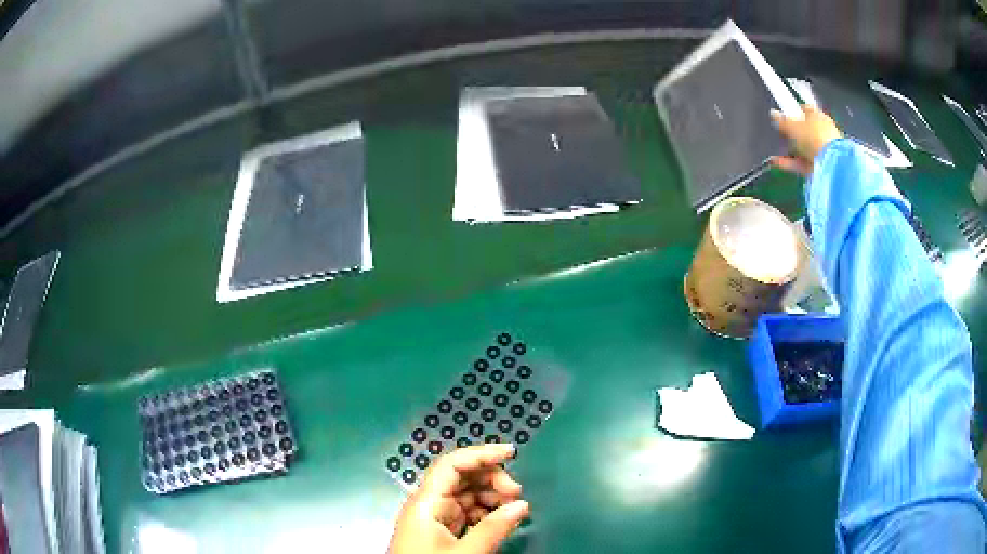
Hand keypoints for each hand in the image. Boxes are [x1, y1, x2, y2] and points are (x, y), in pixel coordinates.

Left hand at [388, 444, 529, 553]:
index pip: (452, 464)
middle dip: (491, 478)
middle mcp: (429, 504)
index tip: (512, 453)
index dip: (481, 453)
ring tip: (513, 509)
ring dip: (491, 497)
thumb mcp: (465, 553)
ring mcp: (434, 518)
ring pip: (466, 496)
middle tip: (517, 494)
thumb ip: (494, 528)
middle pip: (461, 477)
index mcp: (426, 502)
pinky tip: (500, 521)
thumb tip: (522, 505)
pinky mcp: (440, 532)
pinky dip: (485, 513)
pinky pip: (466, 513)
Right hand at [770, 105, 842, 175]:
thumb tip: (773, 113)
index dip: (793, 112)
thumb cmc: (812, 137)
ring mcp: (823, 148)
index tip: (783, 116)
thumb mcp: (793, 127)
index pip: (804, 109)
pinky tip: (778, 163)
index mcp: (818, 115)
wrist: (831, 163)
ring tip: (776, 154)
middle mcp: (823, 130)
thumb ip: (782, 122)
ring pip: (804, 148)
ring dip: (791, 150)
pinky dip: (791, 163)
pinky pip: (803, 162)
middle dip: (793, 134)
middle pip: (805, 130)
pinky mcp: (821, 165)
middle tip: (781, 136)